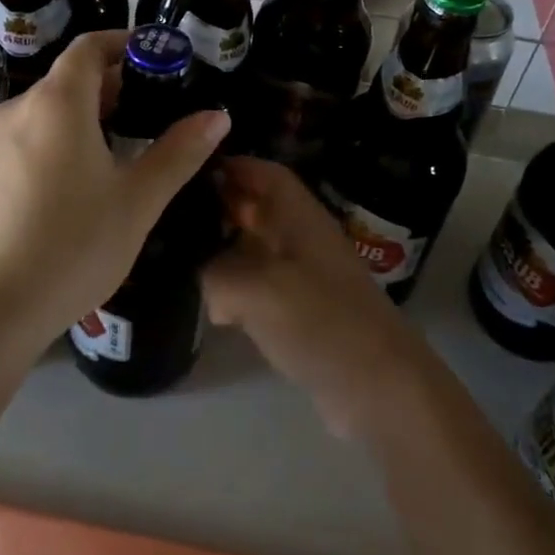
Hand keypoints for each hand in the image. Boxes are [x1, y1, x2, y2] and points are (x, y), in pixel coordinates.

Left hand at [0, 32, 229, 342]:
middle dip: (114, 82)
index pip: (90, 47)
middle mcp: (20, 108)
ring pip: (50, 107)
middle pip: (70, 77)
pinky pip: (31, 134)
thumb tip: (217, 115)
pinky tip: (84, 176)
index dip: (126, 43)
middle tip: (156, 107)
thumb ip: (178, 152)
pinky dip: (63, 135)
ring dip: (89, 111)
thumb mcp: (137, 200)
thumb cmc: (72, 246)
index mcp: (57, 102)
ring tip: (127, 142)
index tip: (161, 58)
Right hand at [203, 158, 422, 436]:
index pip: (265, 174)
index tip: (187, 172)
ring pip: (256, 250)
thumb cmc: (322, 322)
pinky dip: (238, 291)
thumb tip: (211, 289)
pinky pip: (262, 288)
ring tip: (181, 260)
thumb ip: (217, 275)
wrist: (380, 388)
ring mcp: (305, 277)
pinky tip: (215, 309)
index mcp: (300, 218)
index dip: (230, 166)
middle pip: (257, 209)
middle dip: (219, 209)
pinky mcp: (304, 313)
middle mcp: (303, 239)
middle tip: (174, 219)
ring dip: (225, 253)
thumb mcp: (258, 289)